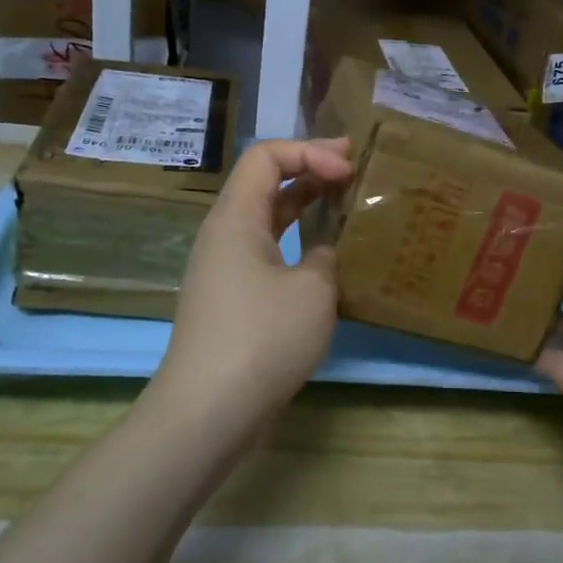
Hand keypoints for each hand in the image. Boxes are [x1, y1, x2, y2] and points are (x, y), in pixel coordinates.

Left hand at [153, 138, 354, 427]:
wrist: (208, 412)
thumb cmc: (262, 339)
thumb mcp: (313, 290)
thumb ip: (325, 258)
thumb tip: (320, 257)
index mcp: (236, 217)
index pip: (266, 155)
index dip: (310, 151)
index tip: (348, 170)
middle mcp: (224, 234)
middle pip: (265, 182)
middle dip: (310, 169)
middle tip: (355, 171)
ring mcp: (224, 269)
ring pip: (267, 219)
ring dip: (304, 206)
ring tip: (345, 204)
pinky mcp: (231, 300)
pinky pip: (266, 252)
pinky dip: (296, 243)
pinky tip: (326, 259)